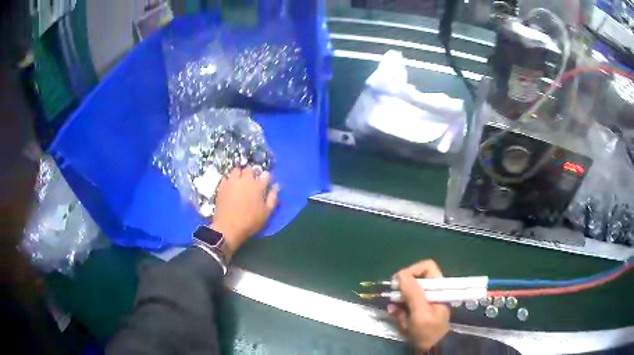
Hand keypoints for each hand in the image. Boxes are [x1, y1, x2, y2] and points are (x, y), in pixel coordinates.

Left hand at [211, 167, 278, 258]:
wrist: (228, 227)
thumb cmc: (250, 222)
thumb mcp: (266, 213)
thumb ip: (273, 198)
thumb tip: (276, 186)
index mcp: (258, 186)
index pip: (266, 175)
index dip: (267, 178)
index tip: (267, 183)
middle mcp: (245, 180)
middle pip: (250, 169)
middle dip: (253, 173)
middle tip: (253, 181)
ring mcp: (232, 181)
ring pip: (237, 170)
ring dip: (240, 173)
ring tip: (240, 181)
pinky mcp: (222, 186)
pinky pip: (226, 177)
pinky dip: (229, 180)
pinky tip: (230, 186)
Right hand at [387, 260, 449, 351]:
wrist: (429, 350)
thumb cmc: (428, 331)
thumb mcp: (421, 314)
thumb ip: (413, 294)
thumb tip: (401, 275)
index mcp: (438, 288)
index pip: (426, 268)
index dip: (412, 270)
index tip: (398, 282)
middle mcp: (431, 291)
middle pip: (414, 279)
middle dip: (402, 290)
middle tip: (394, 299)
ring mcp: (422, 301)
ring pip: (405, 293)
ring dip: (398, 302)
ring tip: (397, 314)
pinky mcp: (415, 310)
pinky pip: (402, 305)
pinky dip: (398, 311)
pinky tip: (398, 319)